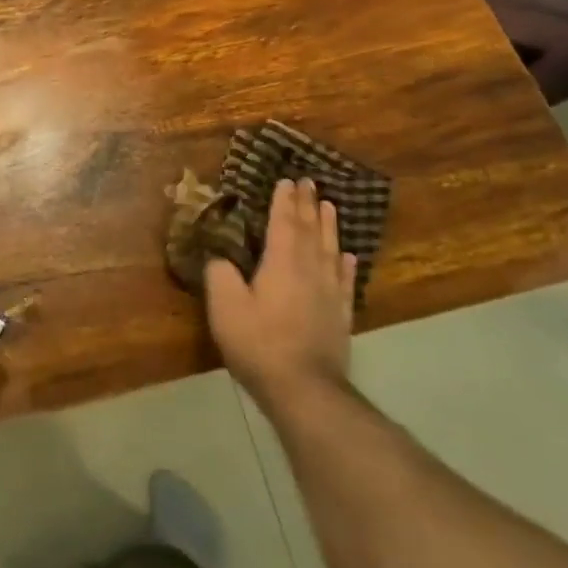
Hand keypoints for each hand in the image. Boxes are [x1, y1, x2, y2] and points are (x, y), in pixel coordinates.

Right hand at [205, 178, 355, 410]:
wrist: (303, 387)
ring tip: (329, 206)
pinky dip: (345, 263)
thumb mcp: (225, 306)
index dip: (284, 201)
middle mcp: (309, 270)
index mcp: (281, 263)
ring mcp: (329, 293)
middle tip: (309, 183)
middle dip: (308, 205)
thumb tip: (220, 256)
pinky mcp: (339, 315)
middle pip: (310, 230)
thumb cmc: (258, 342)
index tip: (287, 180)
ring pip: (330, 249)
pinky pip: (344, 280)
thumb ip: (220, 274)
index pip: (283, 223)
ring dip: (329, 226)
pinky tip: (347, 256)